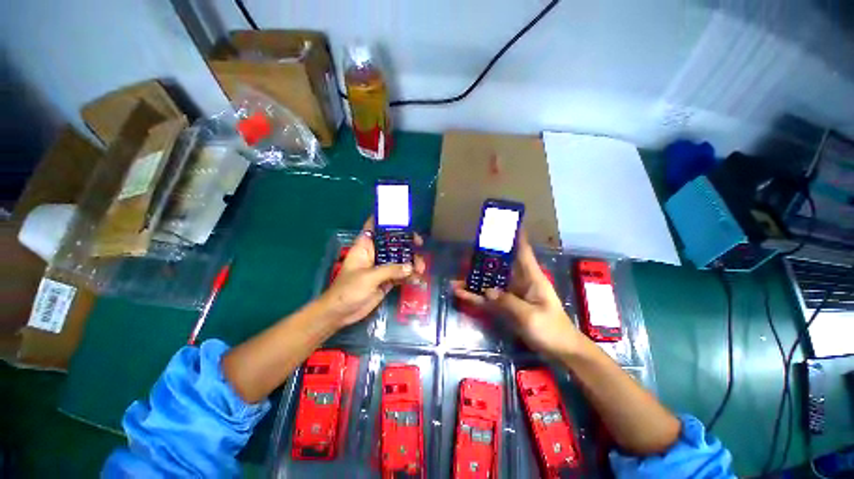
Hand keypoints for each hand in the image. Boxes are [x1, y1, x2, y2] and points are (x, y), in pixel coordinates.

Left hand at [320, 218, 424, 326]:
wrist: (341, 313)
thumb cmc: (348, 290)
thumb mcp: (368, 277)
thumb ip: (390, 270)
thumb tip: (411, 267)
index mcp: (365, 246)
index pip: (374, 227)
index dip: (387, 220)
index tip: (403, 219)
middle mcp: (375, 254)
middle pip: (393, 242)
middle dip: (407, 243)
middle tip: (420, 244)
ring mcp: (382, 267)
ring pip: (400, 259)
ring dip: (411, 262)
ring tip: (421, 268)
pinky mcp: (387, 280)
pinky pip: (401, 274)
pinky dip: (409, 275)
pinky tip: (418, 279)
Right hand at [452, 232, 583, 357]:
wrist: (560, 350)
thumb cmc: (551, 329)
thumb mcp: (530, 316)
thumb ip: (508, 302)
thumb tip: (487, 291)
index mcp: (531, 278)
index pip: (523, 252)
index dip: (516, 237)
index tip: (506, 223)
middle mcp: (520, 282)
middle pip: (500, 266)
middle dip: (486, 258)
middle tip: (468, 250)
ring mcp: (511, 294)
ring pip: (491, 283)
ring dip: (475, 281)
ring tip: (456, 279)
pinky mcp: (506, 306)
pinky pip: (488, 299)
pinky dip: (476, 297)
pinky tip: (461, 295)